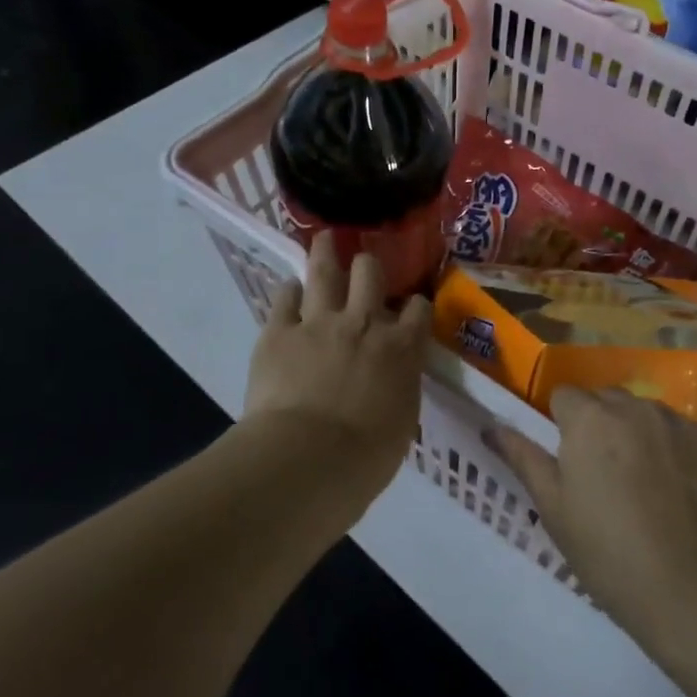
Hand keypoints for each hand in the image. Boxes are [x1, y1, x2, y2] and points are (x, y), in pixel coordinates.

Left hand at [243, 233, 430, 508]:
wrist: (309, 458)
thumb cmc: (366, 457)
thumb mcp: (401, 422)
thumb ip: (398, 389)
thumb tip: (391, 382)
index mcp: (401, 348)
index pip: (418, 309)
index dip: (415, 304)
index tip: (410, 306)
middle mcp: (364, 323)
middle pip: (370, 273)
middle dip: (369, 265)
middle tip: (364, 264)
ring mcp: (319, 322)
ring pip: (324, 271)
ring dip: (325, 252)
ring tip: (324, 239)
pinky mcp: (278, 331)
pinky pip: (284, 298)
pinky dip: (288, 292)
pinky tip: (289, 288)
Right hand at [489, 388, 696, 644]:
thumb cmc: (610, 553)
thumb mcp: (554, 509)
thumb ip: (523, 458)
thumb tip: (491, 426)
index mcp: (590, 418)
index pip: (564, 395)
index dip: (560, 424)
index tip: (567, 461)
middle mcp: (636, 406)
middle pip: (607, 400)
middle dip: (599, 424)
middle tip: (601, 475)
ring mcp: (681, 422)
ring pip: (647, 414)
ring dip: (639, 434)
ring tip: (645, 485)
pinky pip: (684, 434)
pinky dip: (676, 451)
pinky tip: (681, 494)